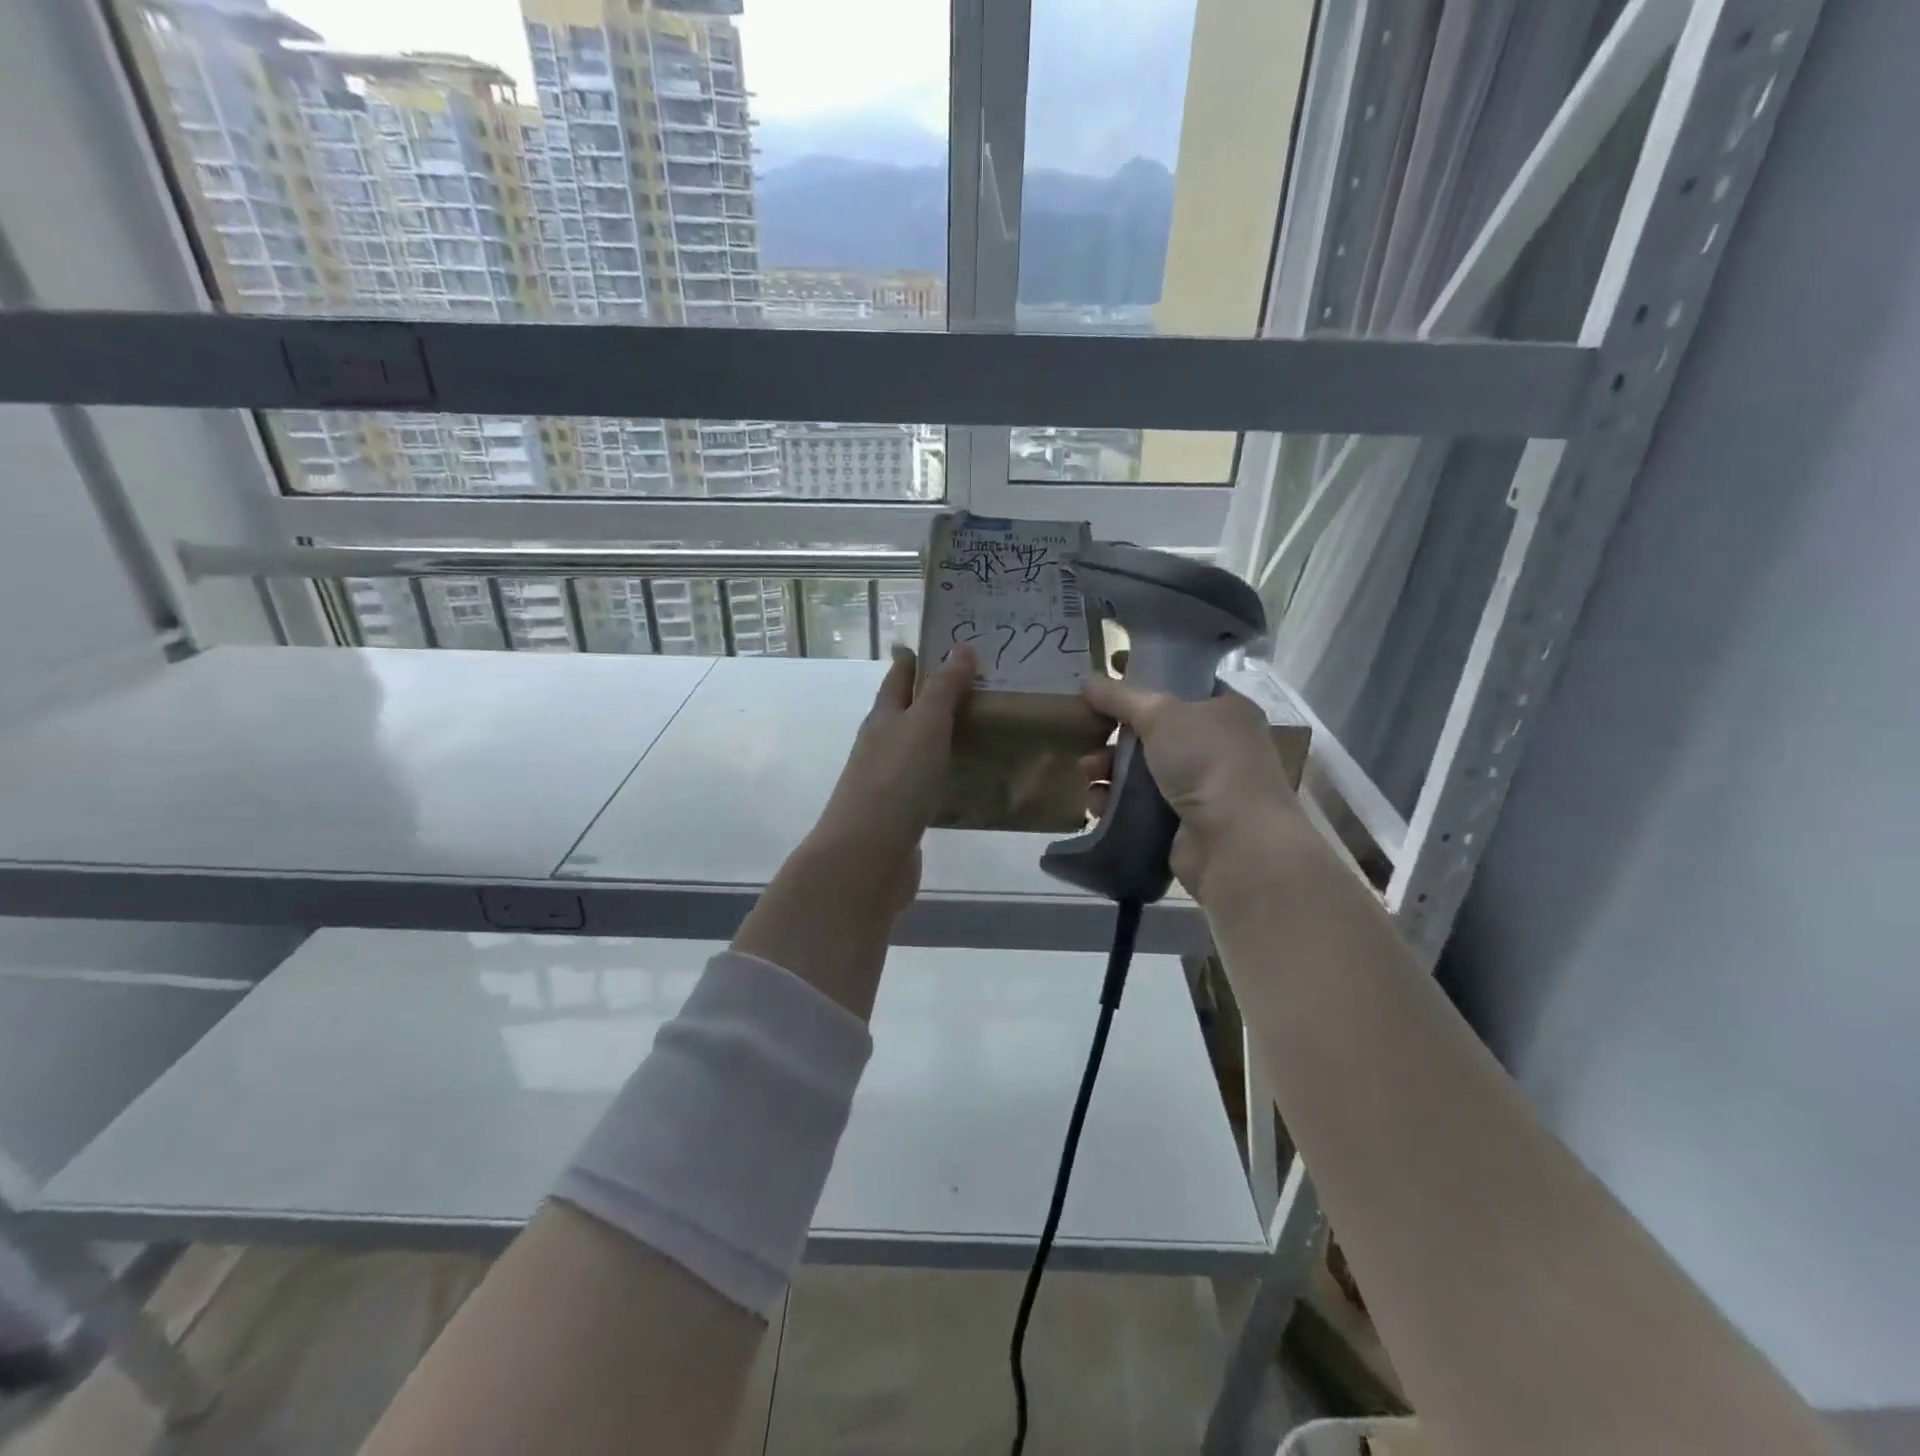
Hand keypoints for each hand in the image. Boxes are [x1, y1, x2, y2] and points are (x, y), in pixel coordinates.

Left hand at [807, 644, 977, 912]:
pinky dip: (946, 772)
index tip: (955, 642)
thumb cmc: (896, 781)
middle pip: (908, 710)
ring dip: (944, 735)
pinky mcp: (901, 812)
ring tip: (985, 726)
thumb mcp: (925, 724)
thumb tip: (962, 646)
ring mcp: (888, 780)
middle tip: (984, 684)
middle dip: (939, 696)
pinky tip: (968, 776)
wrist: (866, 856)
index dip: (922, 656)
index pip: (901, 674)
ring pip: (919, 747)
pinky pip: (927, 782)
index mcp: (883, 716)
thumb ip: (944, 688)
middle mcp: (882, 743)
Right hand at [1078, 673, 1301, 898]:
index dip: (1144, 682)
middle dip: (1115, 734)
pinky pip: (1141, 804)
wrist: (1235, 841)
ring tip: (1087, 774)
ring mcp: (1202, 787)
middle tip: (1089, 736)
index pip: (1181, 687)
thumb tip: (1087, 679)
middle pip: (1154, 731)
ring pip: (1143, 770)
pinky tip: (1097, 804)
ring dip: (1110, 769)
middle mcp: (1218, 746)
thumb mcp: (1160, 714)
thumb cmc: (1207, 761)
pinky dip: (1117, 802)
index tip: (1107, 684)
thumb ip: (1120, 696)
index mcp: (1225, 710)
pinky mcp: (1183, 822)